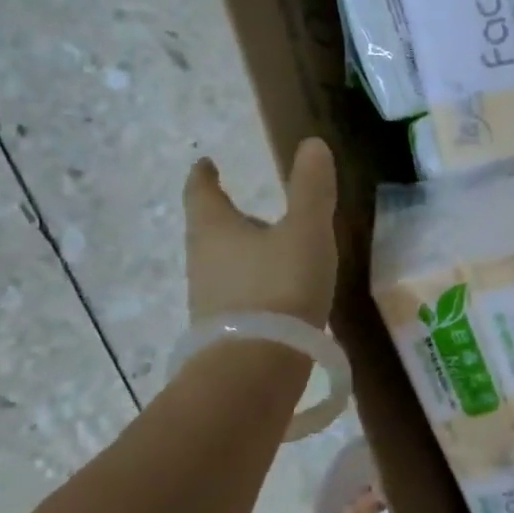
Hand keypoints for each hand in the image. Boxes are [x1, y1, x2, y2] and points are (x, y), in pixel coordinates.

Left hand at [184, 138, 338, 328]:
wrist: (256, 368)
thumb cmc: (280, 287)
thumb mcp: (307, 231)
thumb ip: (311, 188)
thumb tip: (311, 144)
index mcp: (215, 229)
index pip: (201, 193)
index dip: (204, 176)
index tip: (205, 164)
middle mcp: (203, 261)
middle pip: (207, 229)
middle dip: (222, 215)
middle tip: (240, 205)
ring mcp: (208, 299)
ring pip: (219, 264)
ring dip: (237, 251)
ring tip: (265, 247)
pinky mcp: (222, 331)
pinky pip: (233, 295)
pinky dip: (250, 284)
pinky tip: (274, 292)